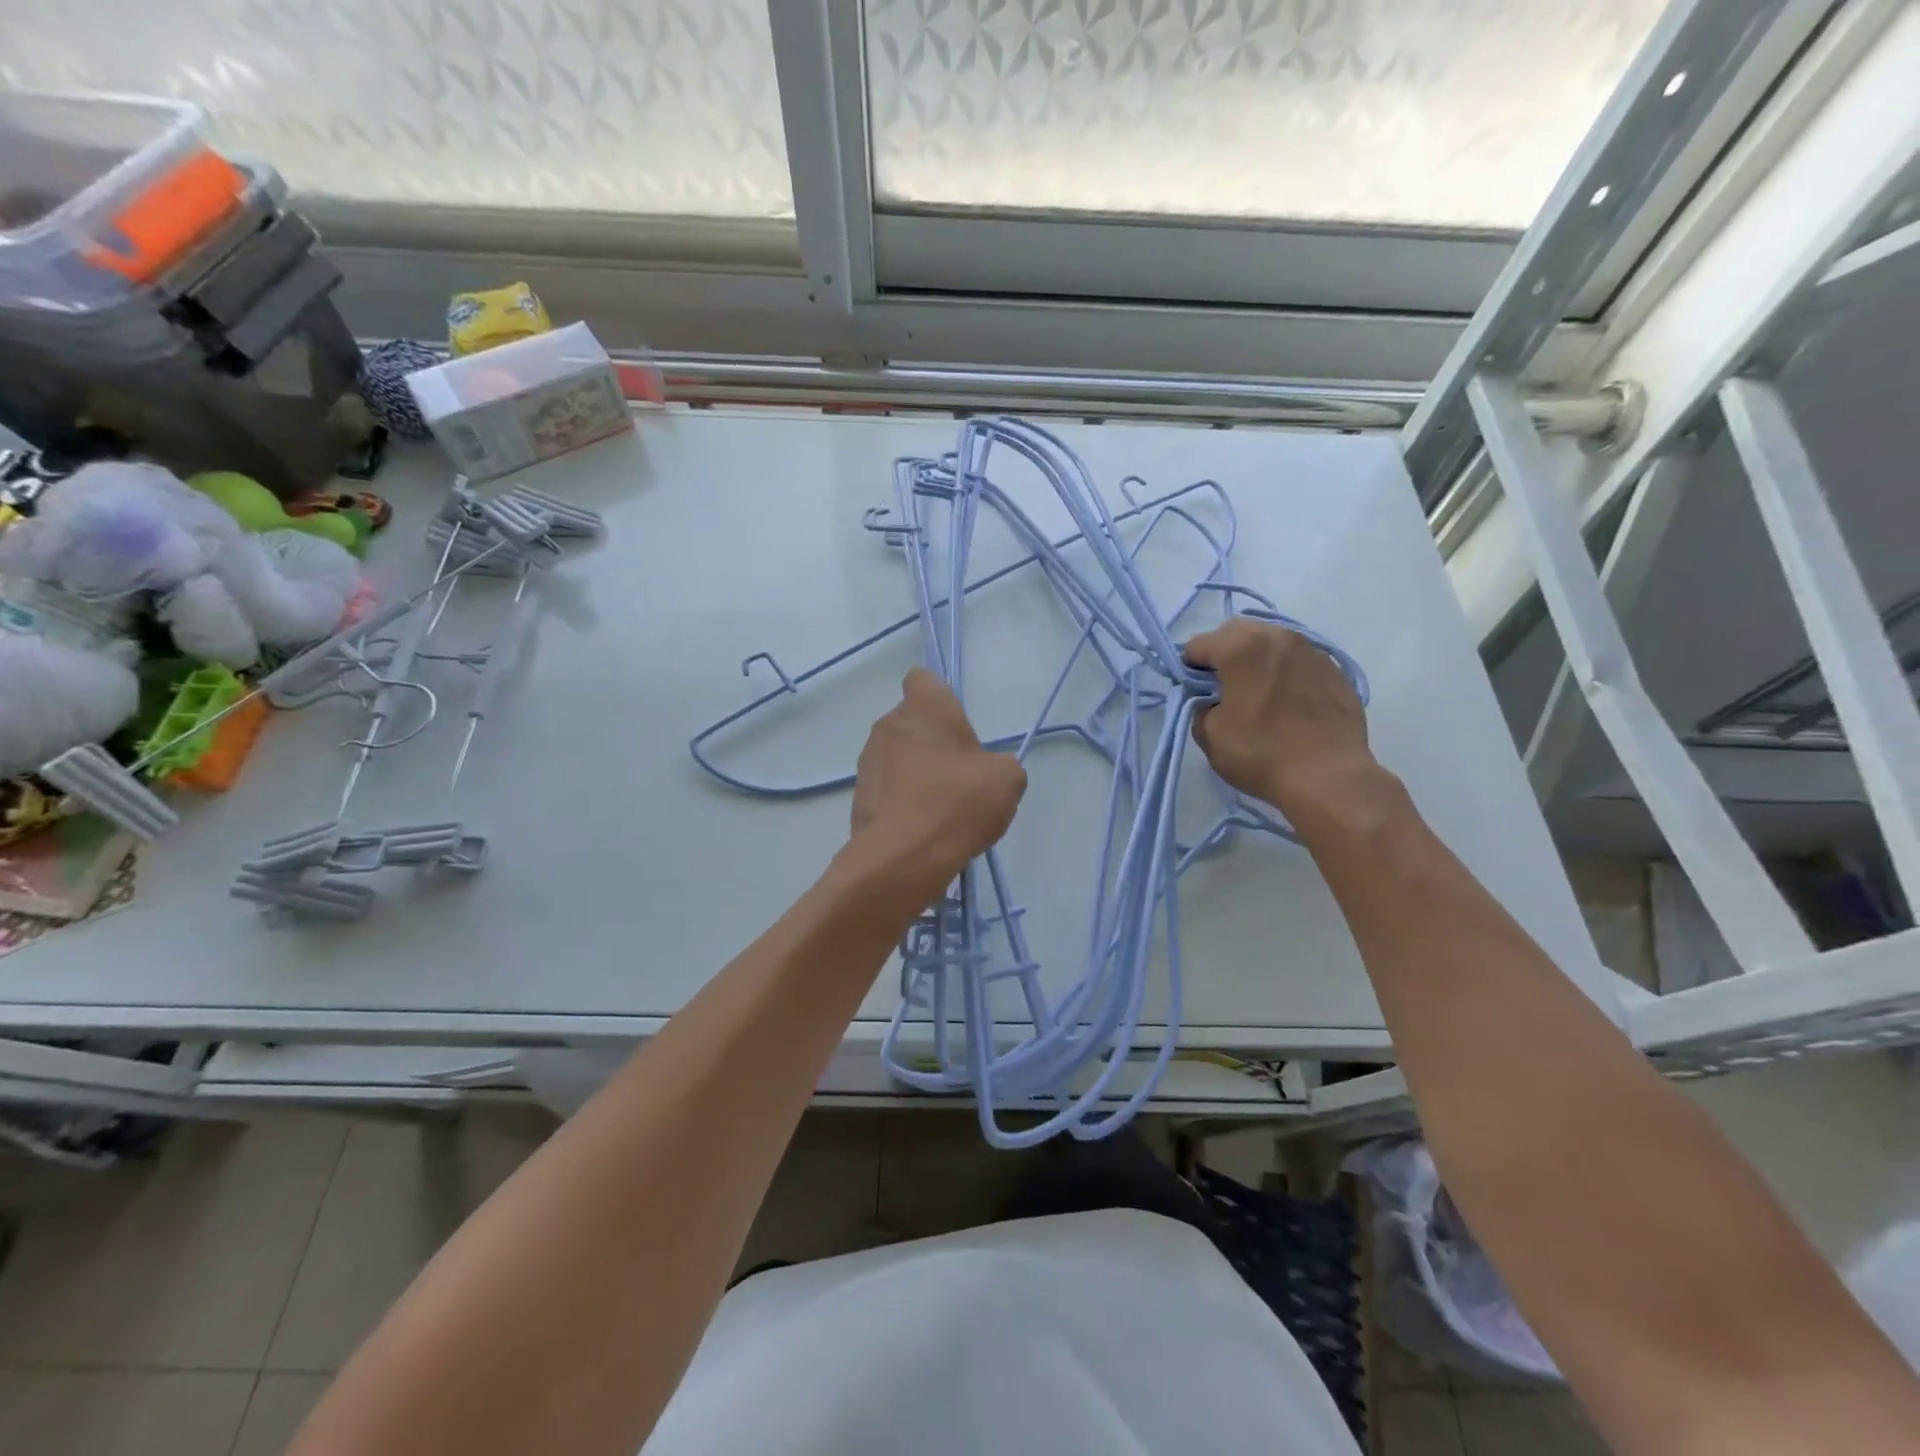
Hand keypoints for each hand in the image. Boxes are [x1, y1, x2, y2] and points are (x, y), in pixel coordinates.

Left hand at [845, 669, 1026, 895]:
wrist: (903, 857)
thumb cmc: (958, 803)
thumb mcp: (1006, 780)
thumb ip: (1000, 765)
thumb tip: (987, 771)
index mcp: (924, 708)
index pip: (923, 679)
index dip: (941, 698)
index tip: (958, 725)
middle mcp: (889, 725)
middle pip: (912, 721)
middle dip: (933, 741)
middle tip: (960, 773)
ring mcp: (869, 761)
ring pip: (898, 755)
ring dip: (917, 771)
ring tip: (942, 807)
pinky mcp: (859, 795)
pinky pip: (887, 787)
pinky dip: (903, 799)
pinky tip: (924, 827)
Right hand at [1185, 618, 1382, 836]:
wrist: (1329, 776)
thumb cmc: (1261, 754)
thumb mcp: (1210, 736)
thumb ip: (1200, 708)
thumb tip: (1208, 700)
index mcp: (1242, 649)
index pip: (1199, 645)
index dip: (1188, 667)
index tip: (1192, 690)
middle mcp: (1278, 638)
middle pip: (1237, 631)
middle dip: (1222, 651)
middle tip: (1221, 685)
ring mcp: (1312, 651)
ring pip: (1272, 640)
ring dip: (1256, 657)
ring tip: (1257, 690)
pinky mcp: (1335, 670)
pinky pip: (1299, 659)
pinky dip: (1285, 670)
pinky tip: (1287, 700)